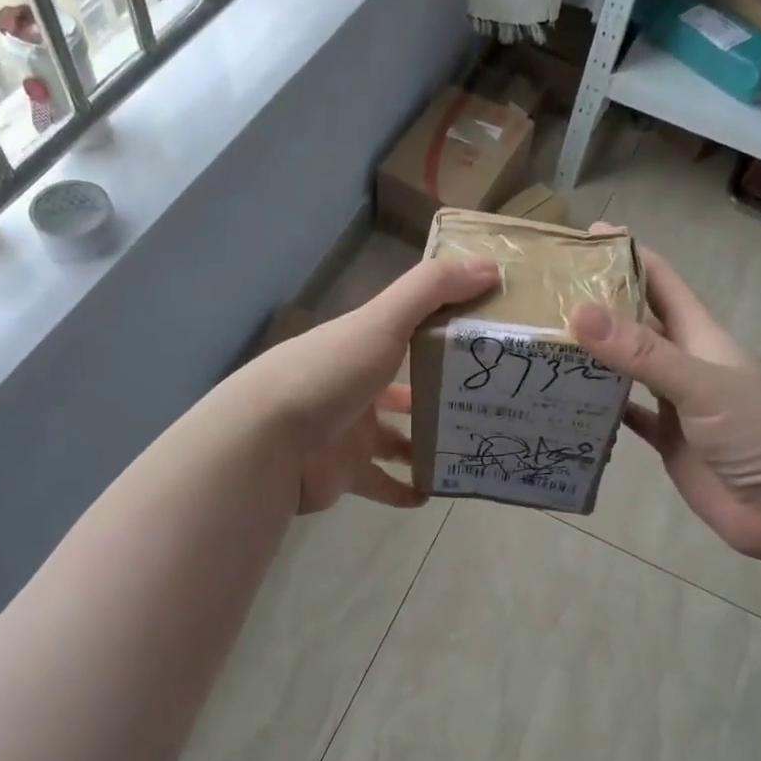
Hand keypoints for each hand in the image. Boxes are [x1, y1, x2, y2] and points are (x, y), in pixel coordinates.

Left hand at [251, 255, 499, 513]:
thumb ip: (432, 290)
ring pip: (396, 439)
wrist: (269, 440)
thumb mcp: (383, 321)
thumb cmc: (329, 373)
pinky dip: (405, 490)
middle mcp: (355, 387)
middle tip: (486, 405)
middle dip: (438, 396)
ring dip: (426, 443)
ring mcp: (349, 433)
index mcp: (361, 347)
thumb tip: (491, 266)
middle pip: (403, 390)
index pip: (407, 335)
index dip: (442, 335)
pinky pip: (381, 483)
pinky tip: (433, 494)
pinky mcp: (345, 474)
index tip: (486, 342)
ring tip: (470, 448)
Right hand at [567, 233, 760, 560]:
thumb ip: (642, 352)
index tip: (587, 236)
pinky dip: (603, 408)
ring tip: (545, 344)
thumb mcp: (701, 384)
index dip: (630, 254)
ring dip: (595, 356)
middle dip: (600, 304)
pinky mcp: (669, 440)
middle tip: (546, 295)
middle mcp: (685, 363)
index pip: (661, 282)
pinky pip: (629, 416)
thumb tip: (580, 313)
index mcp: (700, 336)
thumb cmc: (759, 433)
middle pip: (638, 323)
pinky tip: (568, 403)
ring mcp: (677, 403)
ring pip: (628, 369)